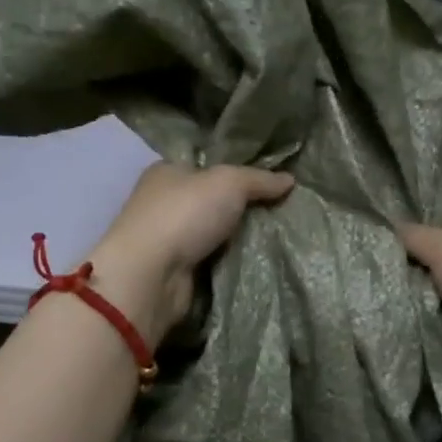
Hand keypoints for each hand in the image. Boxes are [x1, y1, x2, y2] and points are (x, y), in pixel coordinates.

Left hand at [87, 162, 294, 341]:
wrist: (151, 275)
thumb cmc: (184, 214)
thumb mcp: (229, 183)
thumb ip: (259, 180)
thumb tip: (290, 179)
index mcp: (167, 172)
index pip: (206, 166)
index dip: (236, 172)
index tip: (270, 183)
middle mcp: (163, 202)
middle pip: (212, 201)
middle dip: (241, 209)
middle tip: (280, 213)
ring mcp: (167, 239)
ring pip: (213, 234)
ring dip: (237, 239)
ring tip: (277, 238)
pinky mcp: (174, 271)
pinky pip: (211, 261)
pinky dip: (229, 263)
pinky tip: (256, 262)